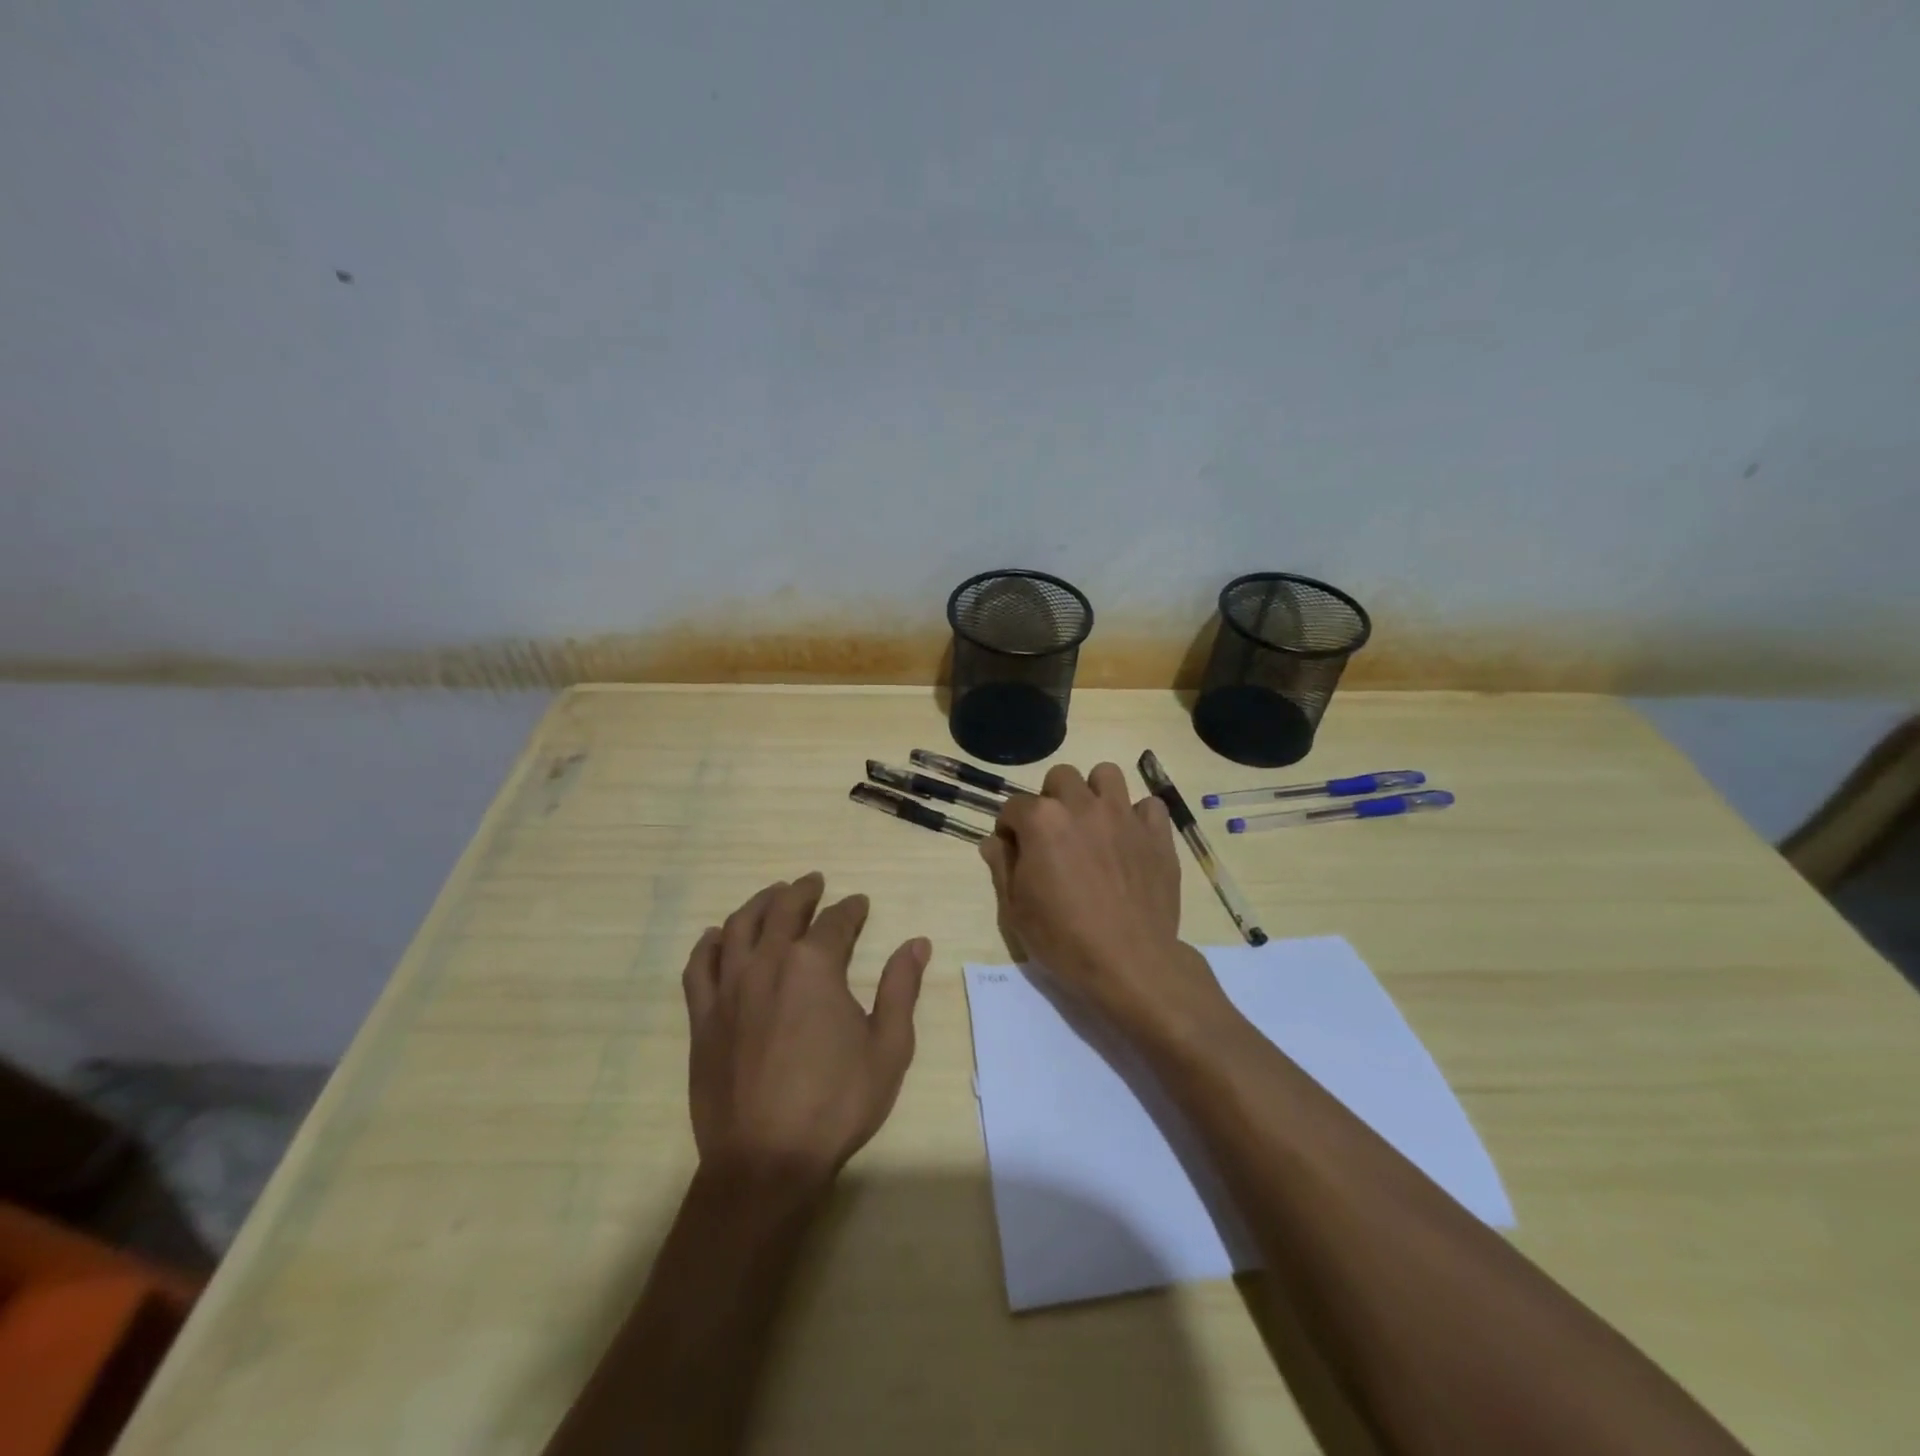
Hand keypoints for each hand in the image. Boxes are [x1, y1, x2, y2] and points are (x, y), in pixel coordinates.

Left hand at [682, 872, 929, 1184]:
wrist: (765, 1161)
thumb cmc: (835, 1104)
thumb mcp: (888, 1048)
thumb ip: (901, 989)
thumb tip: (917, 943)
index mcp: (814, 966)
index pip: (835, 921)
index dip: (851, 909)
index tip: (859, 903)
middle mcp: (767, 963)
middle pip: (782, 910)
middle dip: (802, 892)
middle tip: (813, 882)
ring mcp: (729, 989)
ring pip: (738, 927)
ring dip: (758, 904)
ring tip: (772, 896)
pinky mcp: (703, 1018)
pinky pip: (699, 966)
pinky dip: (709, 944)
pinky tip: (717, 936)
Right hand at [980, 763, 1219, 1029]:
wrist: (1130, 963)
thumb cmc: (1063, 940)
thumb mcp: (1015, 910)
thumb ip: (1002, 866)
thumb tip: (994, 842)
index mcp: (1042, 820)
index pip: (1014, 806)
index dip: (1010, 829)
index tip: (1014, 851)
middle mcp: (1082, 805)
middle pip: (1060, 777)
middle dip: (1051, 799)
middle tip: (1054, 835)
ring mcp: (1123, 815)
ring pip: (1106, 774)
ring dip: (1094, 793)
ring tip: (1093, 824)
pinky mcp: (1157, 833)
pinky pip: (1149, 805)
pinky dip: (1138, 816)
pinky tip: (1131, 839)